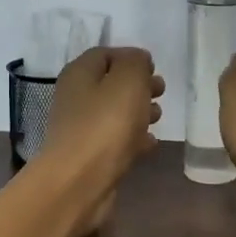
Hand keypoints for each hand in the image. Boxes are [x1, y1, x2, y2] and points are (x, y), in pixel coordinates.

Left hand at [40, 46, 163, 195]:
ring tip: (159, 117)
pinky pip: (115, 140)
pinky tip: (150, 144)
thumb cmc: (105, 124)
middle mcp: (75, 97)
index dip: (131, 57)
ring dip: (138, 111)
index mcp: (79, 73)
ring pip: (114, 112)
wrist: (79, 182)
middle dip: (138, 85)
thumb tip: (138, 60)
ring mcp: (81, 128)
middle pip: (110, 83)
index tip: (154, 69)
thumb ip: (136, 63)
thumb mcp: (127, 81)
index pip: (105, 54)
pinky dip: (133, 138)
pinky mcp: (90, 155)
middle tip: (160, 92)